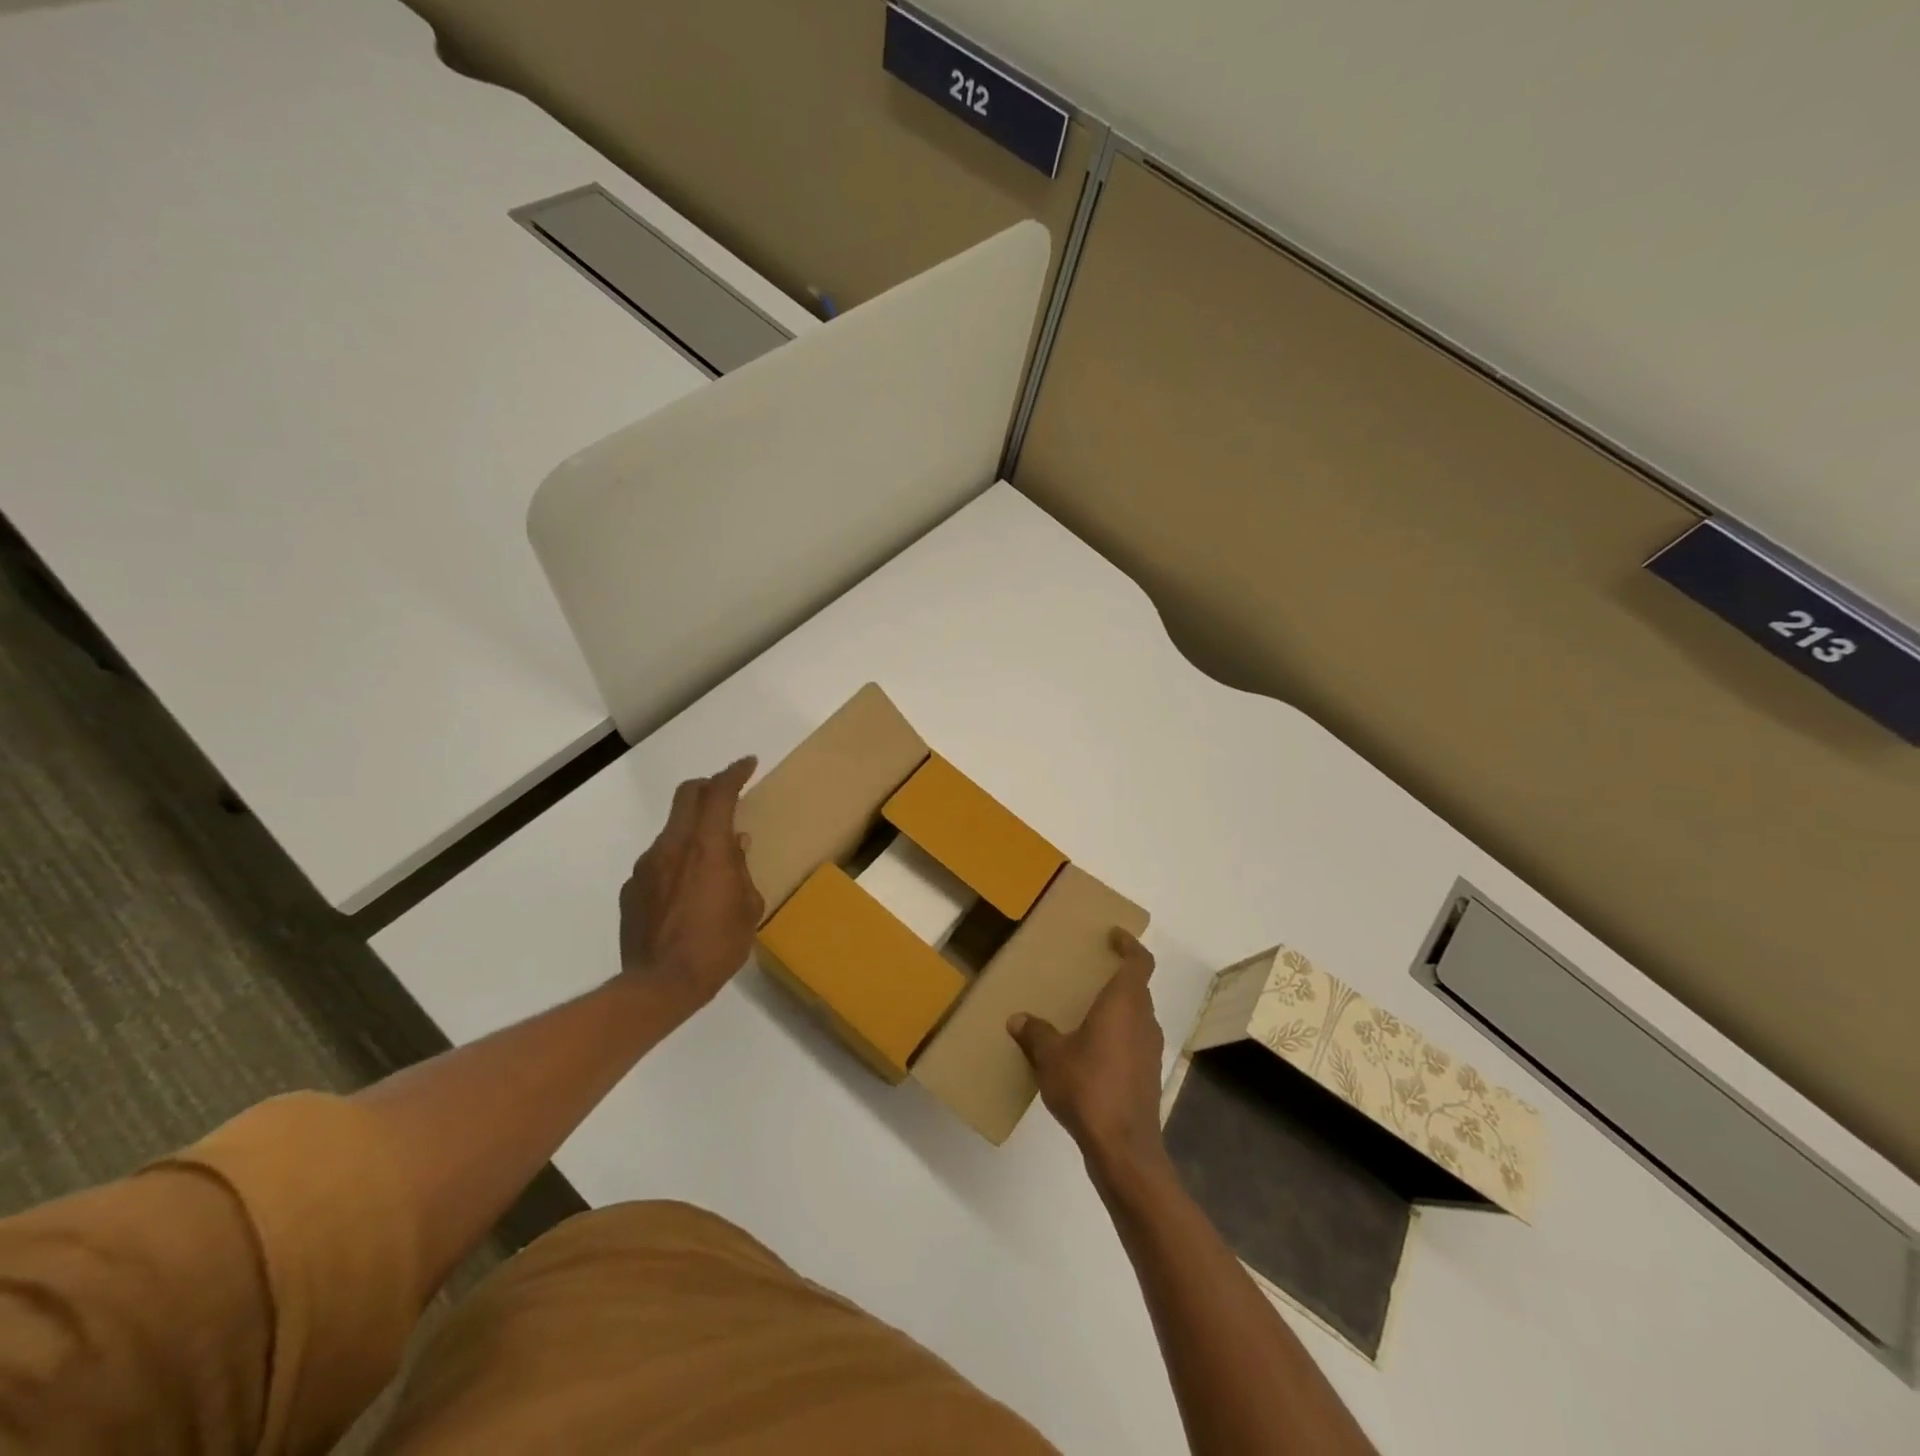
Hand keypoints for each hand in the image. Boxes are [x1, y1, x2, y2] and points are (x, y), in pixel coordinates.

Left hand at [618, 757, 764, 1027]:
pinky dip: (675, 862)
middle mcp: (672, 847)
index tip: (747, 764)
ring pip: (672, 830)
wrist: (659, 986)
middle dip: (708, 787)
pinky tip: (685, 892)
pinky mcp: (631, 889)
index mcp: (707, 848)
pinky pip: (658, 862)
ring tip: (710, 859)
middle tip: (726, 794)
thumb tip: (737, 844)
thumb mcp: (747, 908)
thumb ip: (741, 870)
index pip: (719, 793)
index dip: (734, 773)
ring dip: (692, 830)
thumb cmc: (717, 946)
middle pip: (686, 796)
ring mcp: (646, 867)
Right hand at [1008, 929, 1167, 1173]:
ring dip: (1117, 1009)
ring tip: (1085, 1012)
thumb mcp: (1051, 1057)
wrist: (1124, 1147)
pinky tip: (1090, 1051)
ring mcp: (1150, 1050)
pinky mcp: (1148, 1075)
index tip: (1114, 936)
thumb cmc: (1089, 1087)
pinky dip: (1117, 1035)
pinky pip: (1133, 1041)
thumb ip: (1036, 1034)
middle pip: (1137, 988)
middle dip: (1117, 978)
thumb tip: (1018, 1019)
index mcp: (1124, 1004)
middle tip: (1090, 973)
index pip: (1139, 962)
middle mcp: (1143, 1020)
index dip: (1130, 945)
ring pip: (1136, 1016)